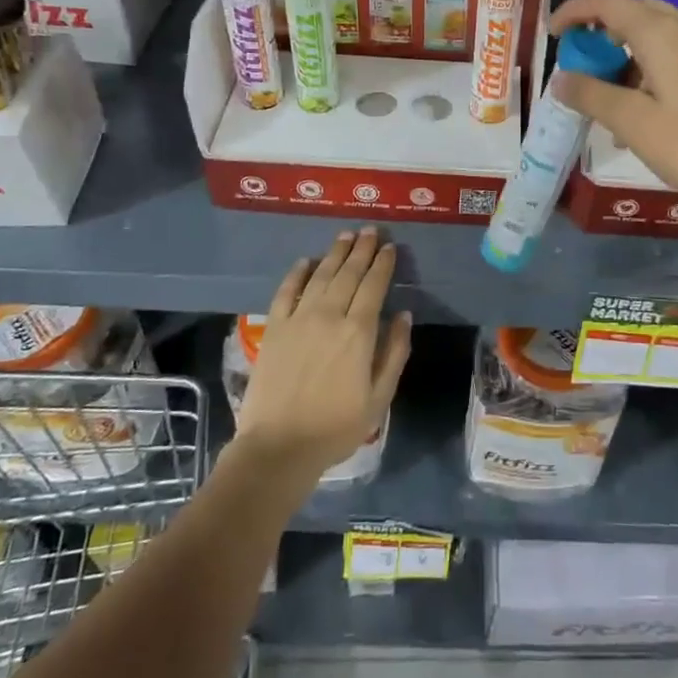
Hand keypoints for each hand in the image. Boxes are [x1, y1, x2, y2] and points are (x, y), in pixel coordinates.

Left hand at [235, 228, 411, 485]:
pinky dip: (297, 273)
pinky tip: (306, 262)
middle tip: (370, 230)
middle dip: (362, 249)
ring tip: (345, 236)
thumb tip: (403, 315)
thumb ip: (395, 353)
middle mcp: (329, 315)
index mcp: (359, 332)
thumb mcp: (379, 398)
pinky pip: (286, 292)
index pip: (374, 286)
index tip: (389, 247)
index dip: (383, 263)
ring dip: (335, 253)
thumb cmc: (336, 427)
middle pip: (348, 273)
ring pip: (320, 275)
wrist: (278, 447)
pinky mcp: (274, 328)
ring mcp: (298, 319)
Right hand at [550, 0, 677, 212]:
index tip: (553, 34)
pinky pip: (673, 52)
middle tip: (580, 60)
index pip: (606, 2)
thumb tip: (560, 79)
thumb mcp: (633, 123)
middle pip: (632, 11)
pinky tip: (641, 109)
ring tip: (607, 94)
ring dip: (623, 52)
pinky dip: (647, 66)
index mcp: (659, 33)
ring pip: (654, 32)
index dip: (573, 11)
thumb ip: (592, 95)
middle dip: (599, 30)